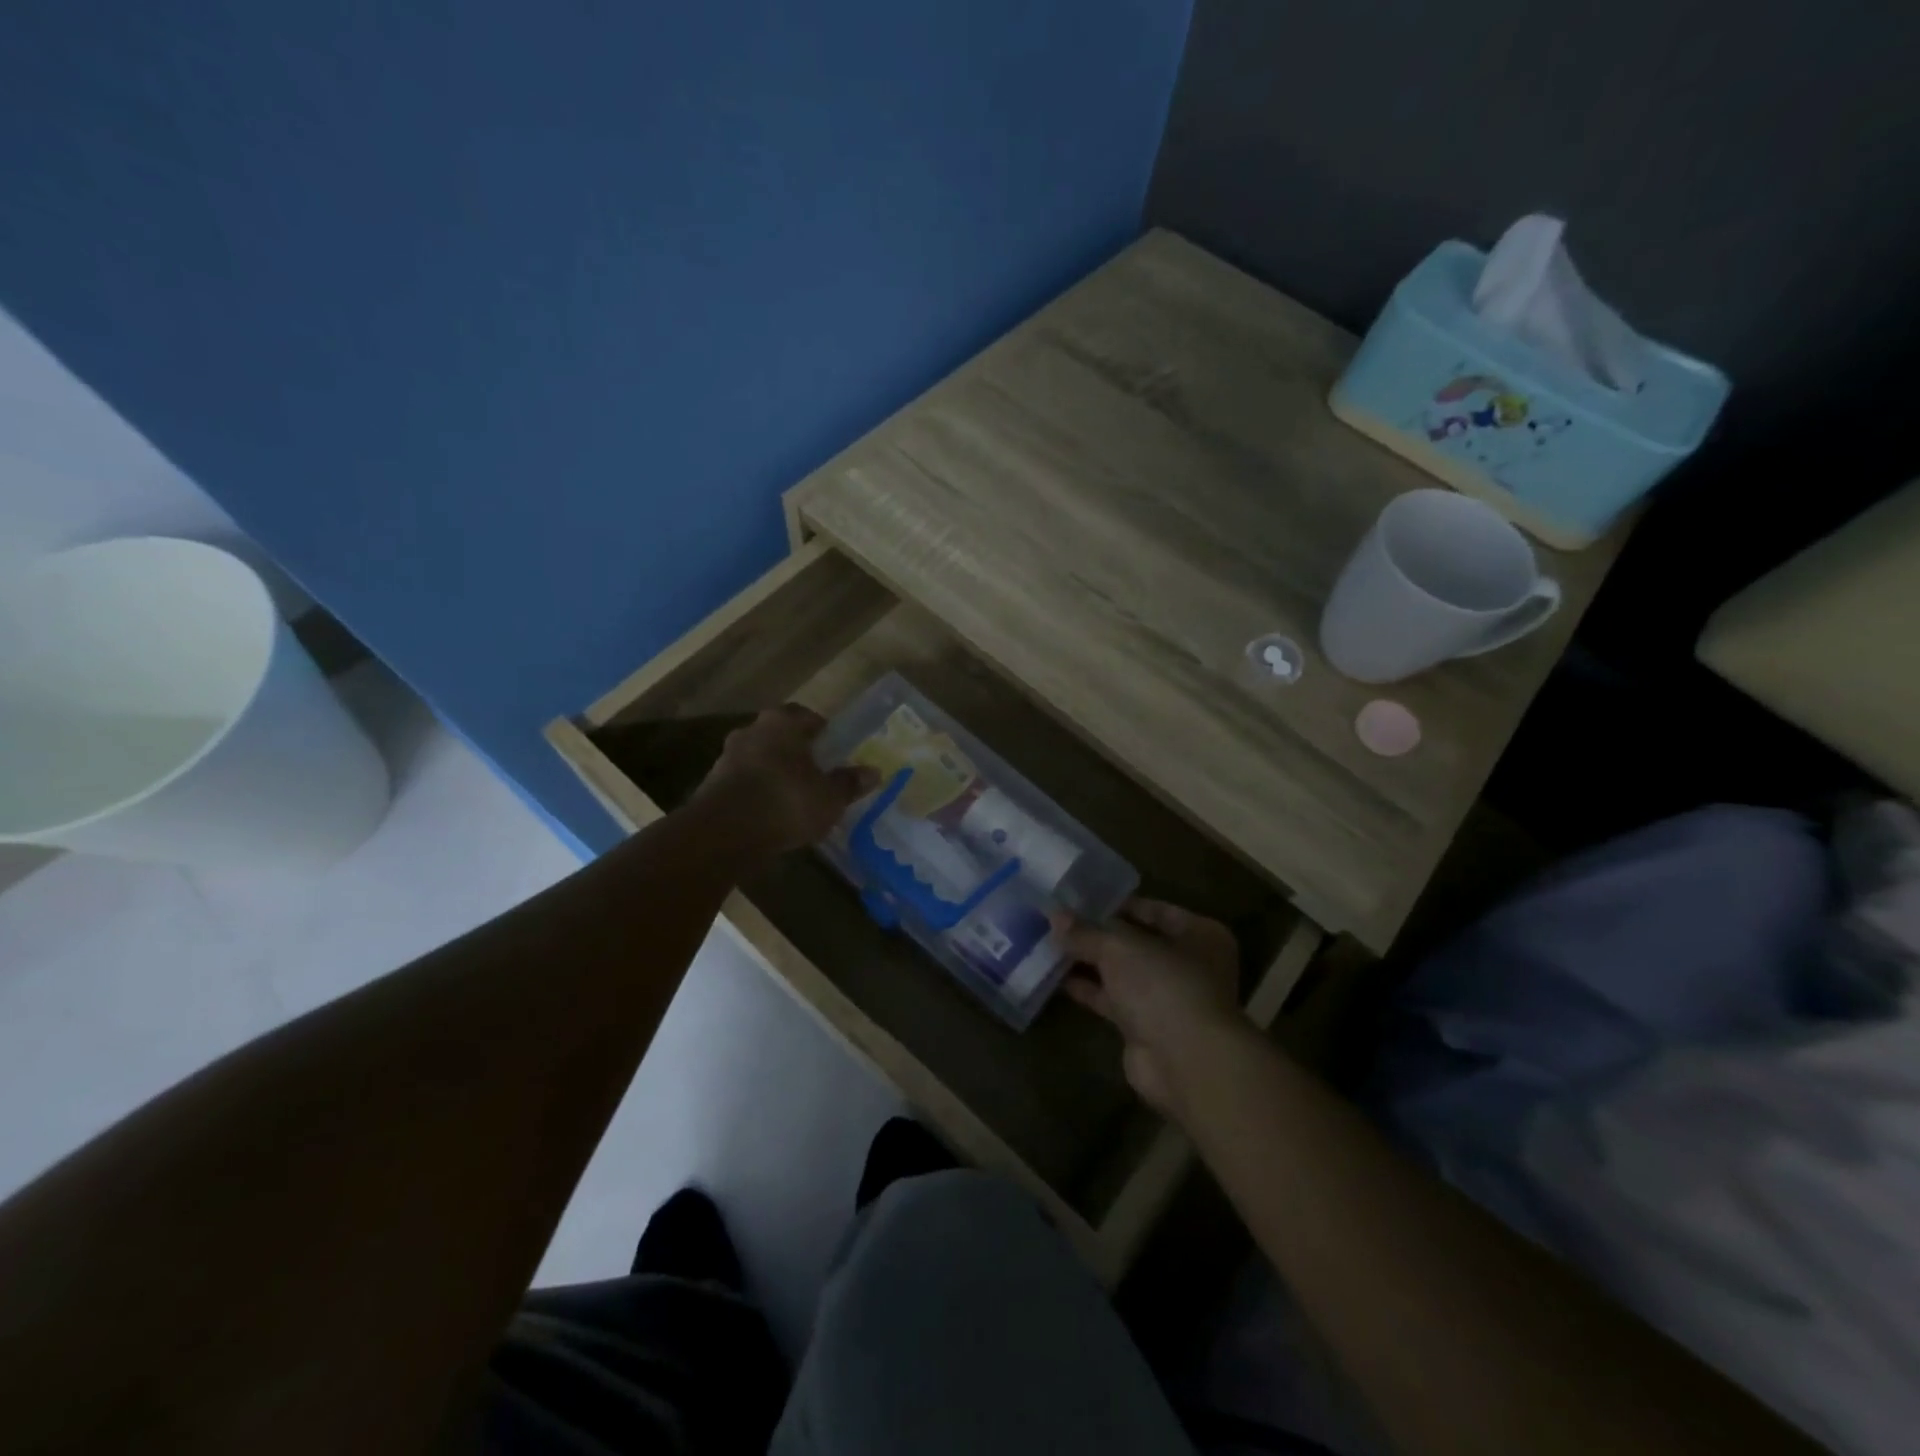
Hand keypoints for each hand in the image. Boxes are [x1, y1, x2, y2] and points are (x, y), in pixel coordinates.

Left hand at [694, 705, 877, 856]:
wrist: (724, 833)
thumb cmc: (786, 802)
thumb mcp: (829, 797)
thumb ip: (849, 783)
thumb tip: (873, 772)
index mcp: (782, 722)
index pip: (806, 715)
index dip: (822, 731)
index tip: (834, 749)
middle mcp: (752, 730)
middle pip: (780, 736)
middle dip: (797, 752)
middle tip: (817, 772)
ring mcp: (727, 756)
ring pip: (760, 758)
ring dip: (775, 772)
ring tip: (795, 797)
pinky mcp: (712, 784)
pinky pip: (745, 782)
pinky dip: (758, 792)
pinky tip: (772, 814)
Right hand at [1064, 899, 1242, 1116]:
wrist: (1184, 1063)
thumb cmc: (1163, 986)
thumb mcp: (1119, 947)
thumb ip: (1086, 931)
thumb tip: (1054, 914)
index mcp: (1199, 934)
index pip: (1153, 909)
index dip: (1116, 903)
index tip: (1078, 899)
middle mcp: (1188, 964)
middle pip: (1136, 941)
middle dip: (1098, 934)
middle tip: (1058, 920)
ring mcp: (1167, 998)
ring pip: (1122, 972)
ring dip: (1089, 961)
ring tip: (1049, 943)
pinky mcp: (1146, 1027)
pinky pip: (1112, 1000)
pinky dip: (1088, 989)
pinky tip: (1055, 976)